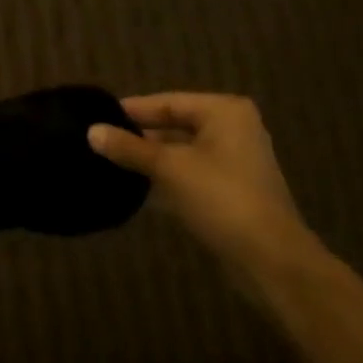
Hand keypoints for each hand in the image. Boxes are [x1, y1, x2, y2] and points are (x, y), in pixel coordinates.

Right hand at [89, 93, 313, 288]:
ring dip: (150, 158)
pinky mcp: (231, 190)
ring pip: (181, 151)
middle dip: (140, 136)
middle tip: (100, 141)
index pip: (167, 102)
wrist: (271, 260)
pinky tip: (136, 186)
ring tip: (110, 162)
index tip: (96, 116)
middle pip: (175, 124)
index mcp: (224, 111)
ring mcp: (234, 161)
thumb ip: (129, 148)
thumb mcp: (169, 168)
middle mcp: (233, 128)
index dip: (131, 110)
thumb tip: (91, 132)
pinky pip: (190, 173)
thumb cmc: (221, 199)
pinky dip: (166, 177)